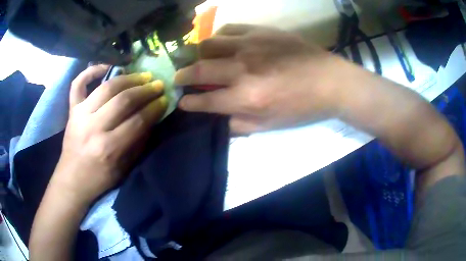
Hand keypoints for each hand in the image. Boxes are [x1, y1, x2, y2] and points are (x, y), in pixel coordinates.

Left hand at [51, 65, 167, 205]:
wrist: (72, 180)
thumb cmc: (99, 178)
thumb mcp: (124, 168)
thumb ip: (138, 142)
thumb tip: (152, 118)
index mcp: (109, 148)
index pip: (138, 121)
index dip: (154, 108)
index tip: (165, 100)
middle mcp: (93, 127)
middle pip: (123, 100)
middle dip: (145, 90)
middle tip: (157, 85)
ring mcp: (80, 115)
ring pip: (106, 87)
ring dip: (127, 78)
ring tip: (141, 76)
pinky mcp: (72, 110)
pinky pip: (78, 84)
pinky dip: (91, 71)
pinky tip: (105, 66)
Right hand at [175, 24, 342, 134]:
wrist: (330, 81)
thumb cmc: (303, 107)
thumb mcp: (272, 126)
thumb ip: (241, 125)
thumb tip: (218, 121)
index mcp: (247, 97)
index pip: (206, 100)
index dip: (189, 103)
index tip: (181, 102)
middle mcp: (243, 69)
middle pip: (200, 69)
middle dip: (182, 75)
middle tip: (176, 78)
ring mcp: (251, 45)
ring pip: (210, 43)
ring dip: (198, 53)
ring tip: (198, 58)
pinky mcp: (261, 31)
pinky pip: (230, 29)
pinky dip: (219, 36)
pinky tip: (221, 43)